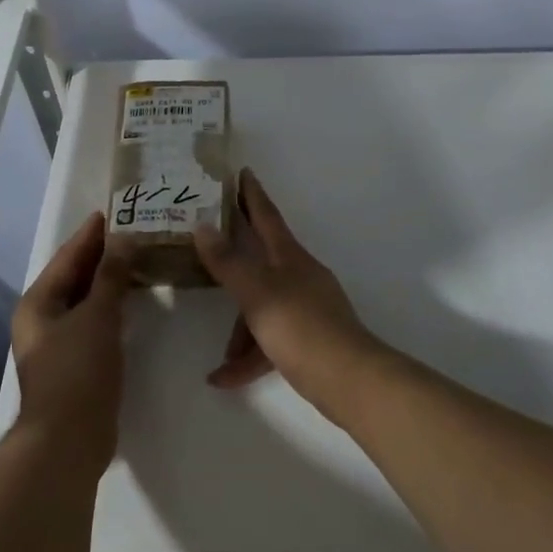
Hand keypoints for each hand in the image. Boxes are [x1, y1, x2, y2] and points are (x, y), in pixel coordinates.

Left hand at [10, 212, 131, 474]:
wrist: (68, 441)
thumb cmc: (77, 371)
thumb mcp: (96, 317)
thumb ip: (110, 277)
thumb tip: (123, 239)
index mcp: (39, 302)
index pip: (68, 256)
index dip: (91, 234)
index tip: (115, 211)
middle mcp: (43, 318)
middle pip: (75, 276)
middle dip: (103, 255)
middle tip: (135, 231)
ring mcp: (59, 342)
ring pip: (86, 300)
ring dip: (110, 281)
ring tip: (140, 258)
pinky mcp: (76, 363)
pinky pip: (95, 322)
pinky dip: (113, 307)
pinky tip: (134, 300)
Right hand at [193, 169, 388, 421]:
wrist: (349, 380)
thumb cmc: (301, 328)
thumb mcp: (258, 293)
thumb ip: (228, 262)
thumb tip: (203, 225)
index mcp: (289, 258)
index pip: (267, 216)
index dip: (252, 194)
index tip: (241, 171)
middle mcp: (298, 277)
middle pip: (260, 260)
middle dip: (234, 260)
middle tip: (207, 248)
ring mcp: (304, 309)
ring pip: (261, 307)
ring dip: (239, 331)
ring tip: (219, 359)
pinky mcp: (307, 340)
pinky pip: (269, 341)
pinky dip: (250, 358)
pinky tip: (225, 379)